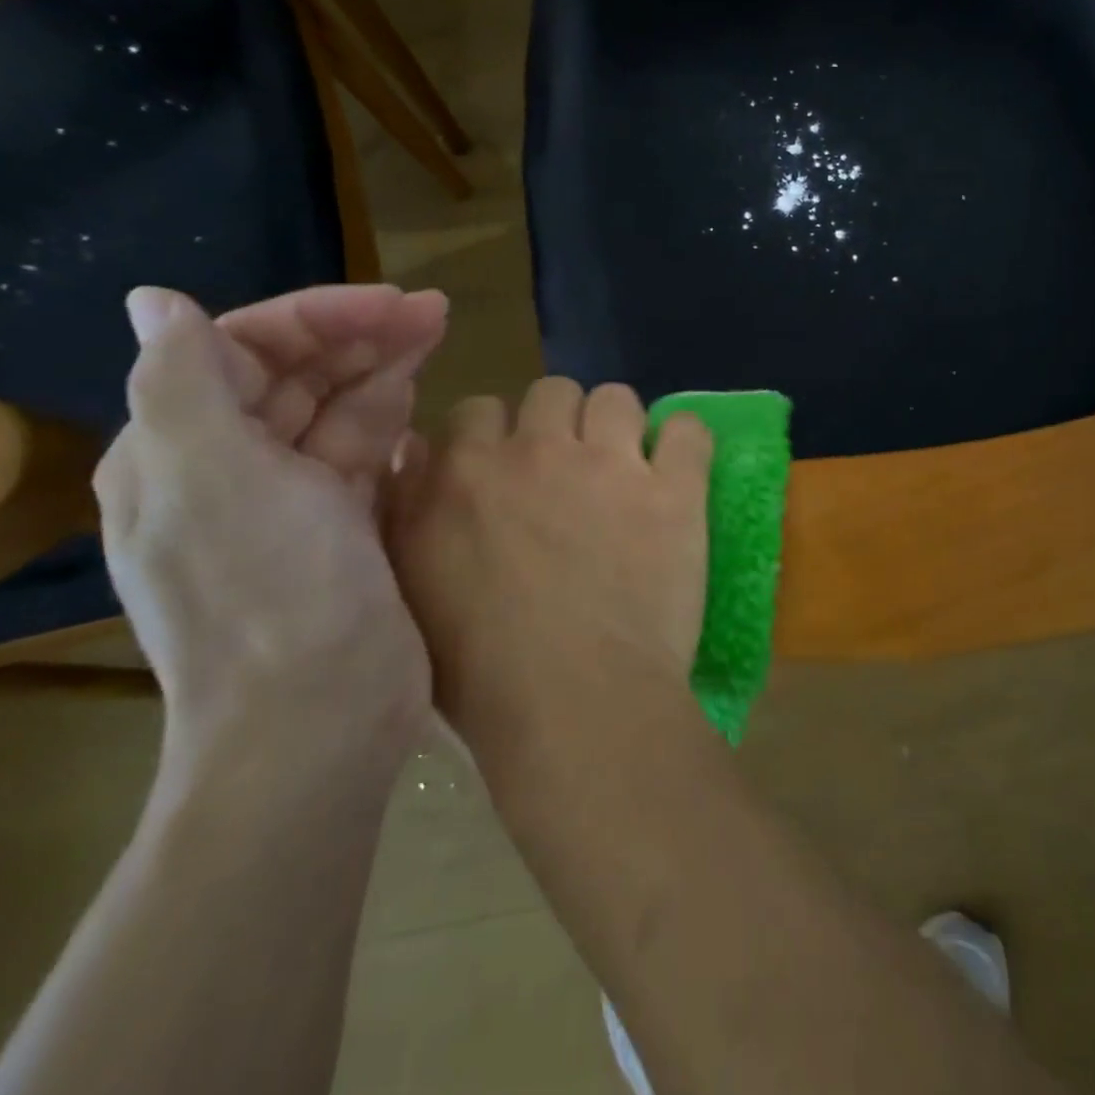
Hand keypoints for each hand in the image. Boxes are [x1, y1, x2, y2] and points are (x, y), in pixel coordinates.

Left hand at [95, 284, 445, 776]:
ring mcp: (291, 504)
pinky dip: (390, 426)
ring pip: (336, 413)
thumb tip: (154, 301)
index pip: (244, 348)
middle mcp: (228, 470)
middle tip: (436, 312)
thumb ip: (182, 381)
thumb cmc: (270, 591)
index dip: (319, 316)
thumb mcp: (213, 478)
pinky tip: (422, 406)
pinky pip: (364, 458)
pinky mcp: (344, 532)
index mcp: (179, 450)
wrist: (319, 719)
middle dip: (361, 336)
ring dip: (382, 371)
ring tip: (437, 336)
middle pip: (296, 376)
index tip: (393, 303)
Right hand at [385, 378, 712, 746]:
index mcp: (467, 471)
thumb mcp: (411, 584)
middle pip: (552, 391)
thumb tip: (415, 451)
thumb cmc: (480, 666)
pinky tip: (678, 470)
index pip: (478, 409)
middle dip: (559, 422)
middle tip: (571, 471)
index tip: (510, 470)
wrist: (575, 703)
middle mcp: (537, 449)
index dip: (497, 436)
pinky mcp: (674, 488)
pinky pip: (687, 428)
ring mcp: (611, 463)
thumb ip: (407, 507)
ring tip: (627, 469)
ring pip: (616, 398)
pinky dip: (684, 442)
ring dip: (618, 426)